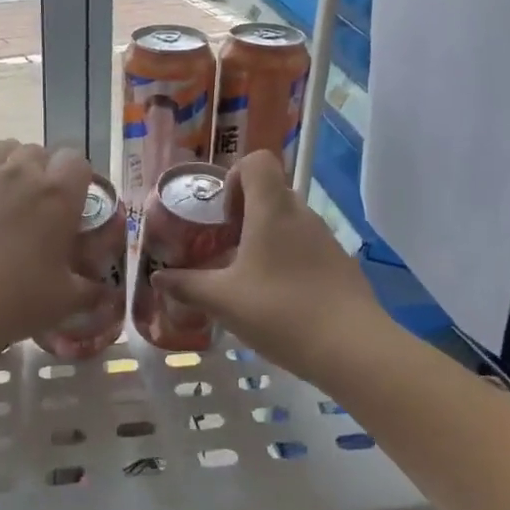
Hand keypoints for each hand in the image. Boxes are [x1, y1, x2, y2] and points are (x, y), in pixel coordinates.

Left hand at [0, 136, 108, 366]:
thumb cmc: (13, 301)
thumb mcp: (64, 302)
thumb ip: (92, 291)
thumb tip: (109, 293)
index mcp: (58, 195)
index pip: (78, 163)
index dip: (79, 180)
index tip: (76, 204)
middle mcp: (21, 173)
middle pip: (41, 153)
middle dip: (46, 172)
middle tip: (42, 207)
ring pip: (3, 147)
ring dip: (12, 160)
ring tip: (11, 185)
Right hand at [152, 151, 385, 384]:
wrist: (351, 347)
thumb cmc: (280, 311)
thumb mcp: (223, 301)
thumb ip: (187, 285)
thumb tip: (158, 277)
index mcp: (272, 210)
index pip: (258, 162)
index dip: (234, 178)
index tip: (222, 216)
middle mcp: (302, 215)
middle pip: (270, 194)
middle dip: (243, 216)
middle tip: (224, 251)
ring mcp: (326, 239)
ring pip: (288, 224)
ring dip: (264, 241)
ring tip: (246, 280)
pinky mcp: (340, 264)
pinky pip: (305, 249)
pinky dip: (286, 262)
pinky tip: (277, 301)